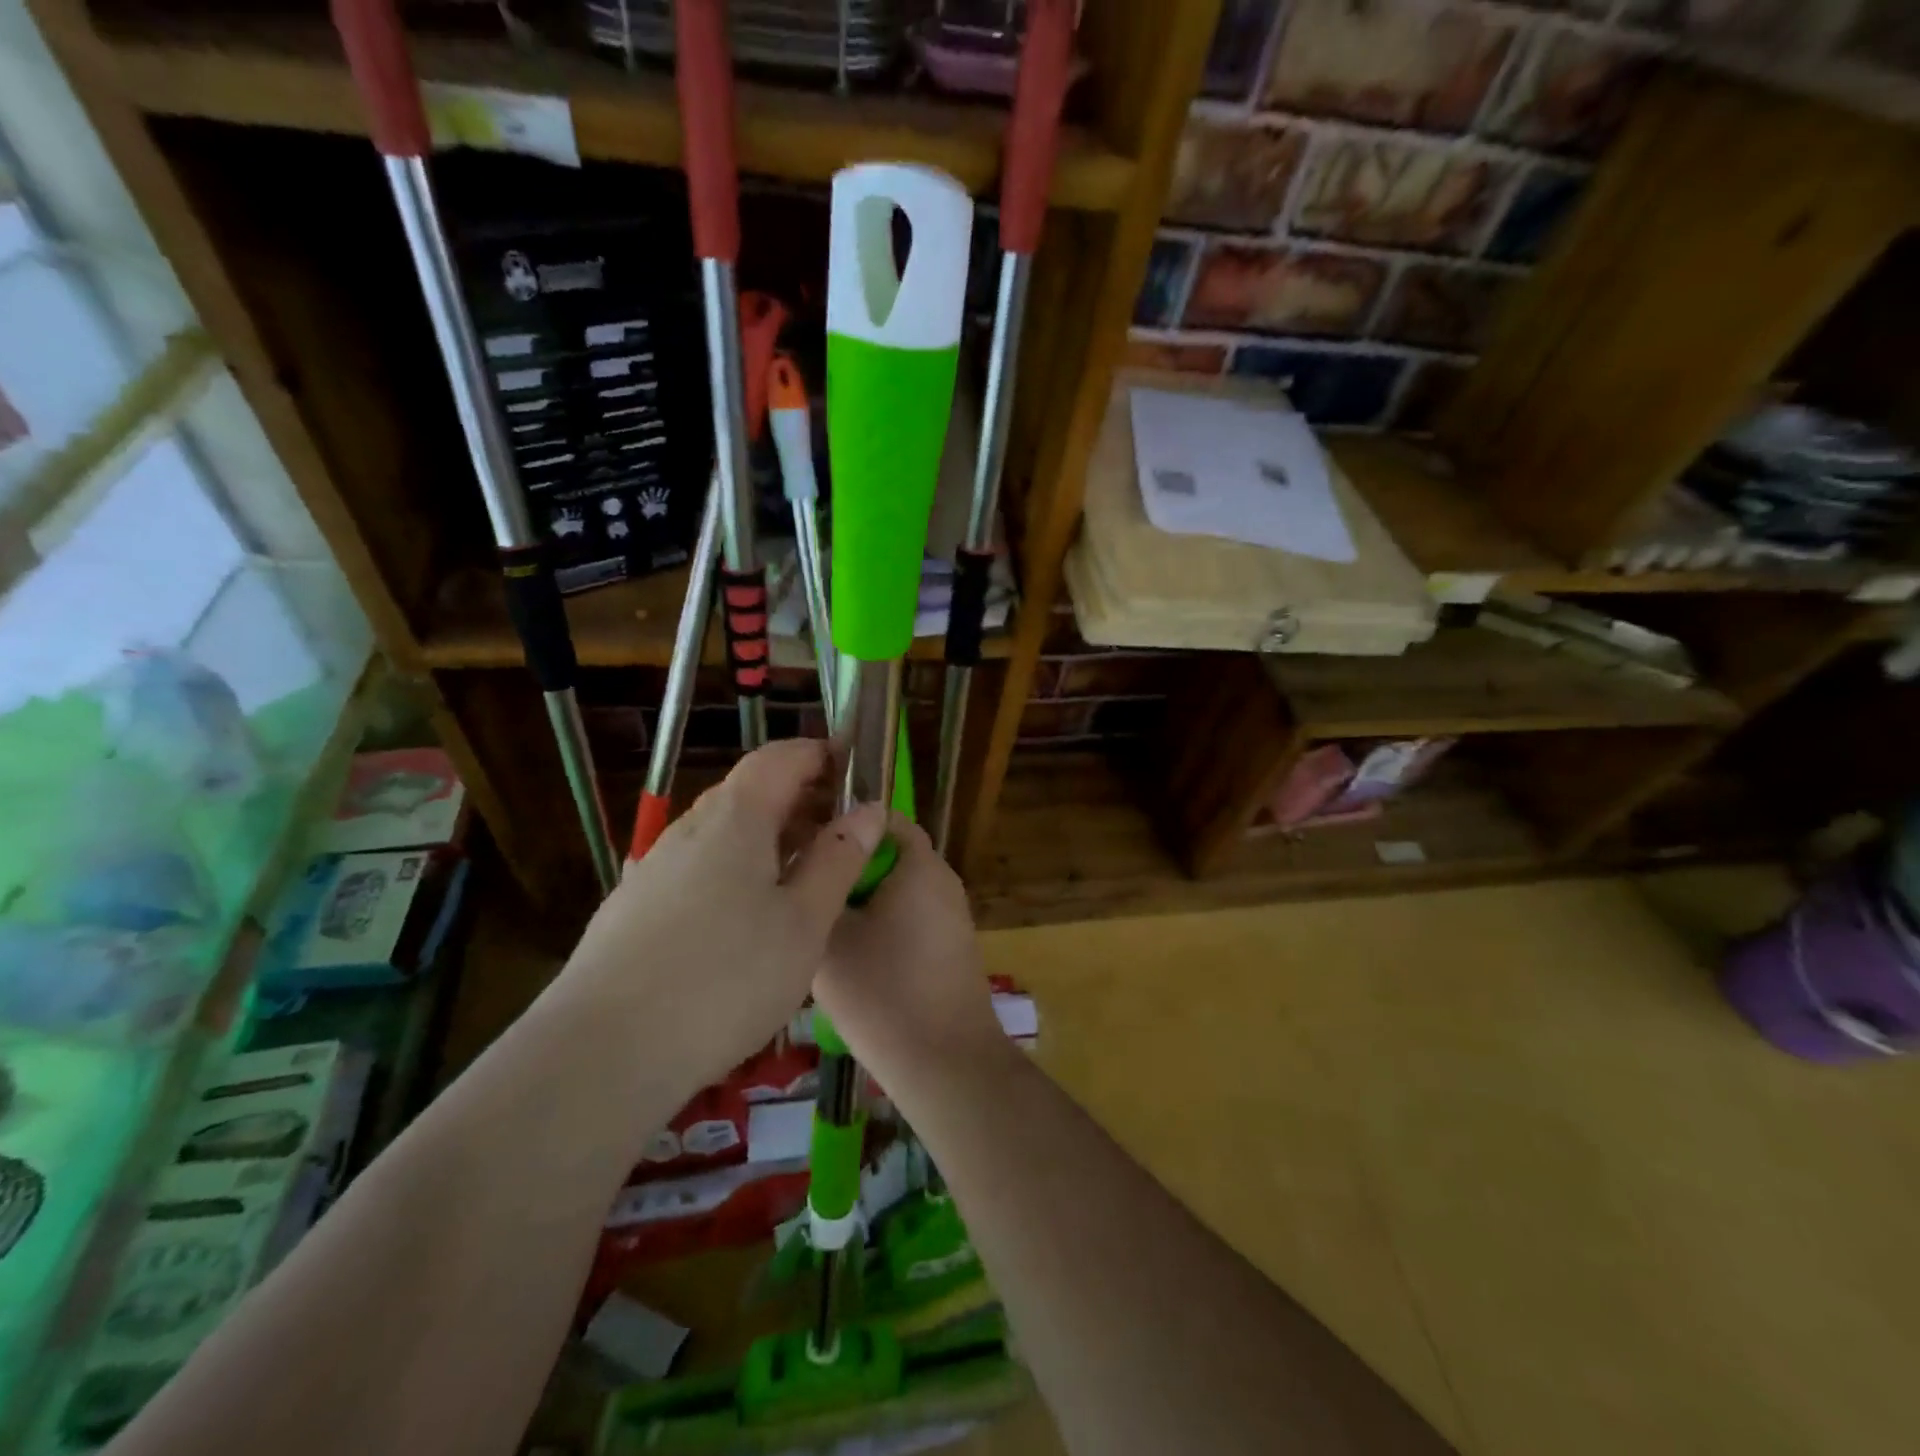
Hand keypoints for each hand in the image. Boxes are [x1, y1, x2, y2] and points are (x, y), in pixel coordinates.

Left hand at [552, 740, 887, 1089]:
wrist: (603, 1052)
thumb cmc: (726, 978)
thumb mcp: (804, 921)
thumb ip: (839, 859)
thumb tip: (869, 810)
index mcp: (736, 816)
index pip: (782, 757)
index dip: (821, 756)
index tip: (856, 773)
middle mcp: (690, 828)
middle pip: (751, 791)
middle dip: (801, 799)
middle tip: (842, 834)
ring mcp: (655, 866)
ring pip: (723, 831)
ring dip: (769, 837)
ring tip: (803, 878)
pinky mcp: (634, 906)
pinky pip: (698, 866)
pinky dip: (736, 868)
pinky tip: (745, 919)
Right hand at [813, 817, 1008, 1091]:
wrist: (946, 1063)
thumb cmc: (883, 992)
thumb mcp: (829, 937)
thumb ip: (817, 888)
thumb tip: (808, 863)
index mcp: (919, 863)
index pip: (880, 815)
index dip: (840, 821)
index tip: (803, 842)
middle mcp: (942, 879)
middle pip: (887, 853)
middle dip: (846, 865)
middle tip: (805, 887)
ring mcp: (951, 913)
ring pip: (896, 888)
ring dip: (861, 899)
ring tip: (820, 924)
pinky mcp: (951, 945)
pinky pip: (910, 916)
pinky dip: (881, 924)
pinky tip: (851, 957)